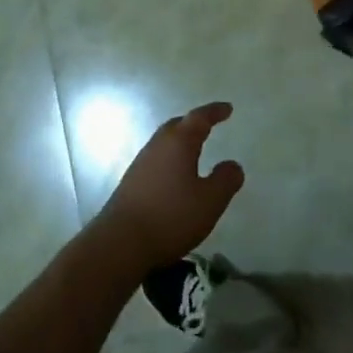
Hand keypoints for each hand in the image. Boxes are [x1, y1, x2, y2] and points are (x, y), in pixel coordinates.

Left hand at [89, 103, 244, 272]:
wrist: (120, 243)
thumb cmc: (171, 217)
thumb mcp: (210, 201)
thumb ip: (225, 180)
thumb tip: (233, 164)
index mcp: (179, 142)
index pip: (199, 118)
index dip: (215, 111)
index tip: (227, 108)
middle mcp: (158, 145)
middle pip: (178, 125)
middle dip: (194, 123)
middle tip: (209, 125)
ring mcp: (141, 163)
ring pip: (164, 142)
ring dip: (180, 141)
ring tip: (194, 150)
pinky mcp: (131, 182)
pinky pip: (156, 159)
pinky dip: (170, 158)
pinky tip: (174, 176)